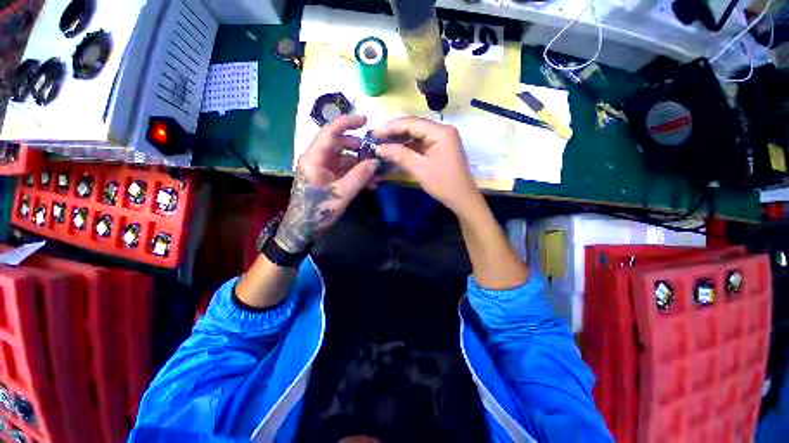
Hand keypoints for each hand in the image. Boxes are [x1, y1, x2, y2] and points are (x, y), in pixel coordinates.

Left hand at [275, 115, 376, 252]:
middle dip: (358, 148)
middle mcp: (317, 159)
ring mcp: (322, 169)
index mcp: (315, 157)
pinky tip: (369, 183)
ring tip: (375, 175)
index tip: (365, 120)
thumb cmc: (318, 210)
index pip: (330, 132)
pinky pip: (343, 170)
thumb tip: (375, 161)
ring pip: (343, 159)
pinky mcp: (326, 178)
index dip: (347, 122)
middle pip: (339, 144)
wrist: (303, 228)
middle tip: (373, 154)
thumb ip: (360, 176)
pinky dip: (355, 174)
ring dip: (359, 165)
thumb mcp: (342, 193)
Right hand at [372, 117, 481, 215]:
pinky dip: (409, 146)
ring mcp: (443, 139)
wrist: (462, 199)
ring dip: (401, 139)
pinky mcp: (441, 148)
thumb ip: (399, 155)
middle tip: (376, 139)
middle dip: (394, 132)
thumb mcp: (419, 169)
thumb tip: (379, 147)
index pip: (411, 122)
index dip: (390, 127)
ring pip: (417, 134)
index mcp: (440, 131)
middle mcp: (442, 130)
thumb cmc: (443, 183)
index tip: (373, 134)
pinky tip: (397, 150)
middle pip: (414, 126)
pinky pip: (422, 143)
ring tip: (383, 144)